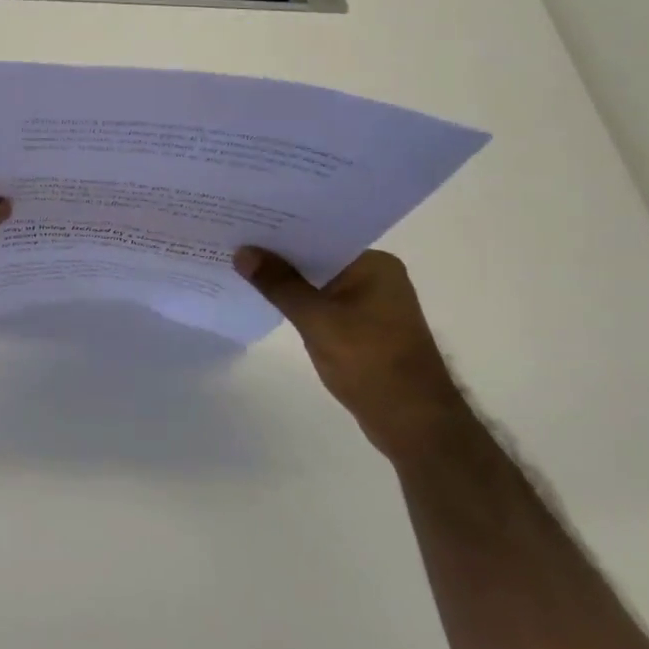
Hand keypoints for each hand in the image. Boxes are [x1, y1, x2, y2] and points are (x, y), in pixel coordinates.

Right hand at [235, 247, 471, 462]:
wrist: (415, 426)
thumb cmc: (371, 364)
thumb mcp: (317, 320)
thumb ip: (279, 284)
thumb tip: (242, 251)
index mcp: (374, 264)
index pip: (319, 235)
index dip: (279, 230)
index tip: (242, 222)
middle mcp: (376, 276)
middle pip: (316, 257)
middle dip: (278, 254)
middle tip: (232, 240)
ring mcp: (371, 303)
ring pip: (317, 281)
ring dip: (286, 279)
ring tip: (240, 265)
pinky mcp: (363, 327)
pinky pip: (323, 302)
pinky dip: (298, 301)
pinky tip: (266, 298)